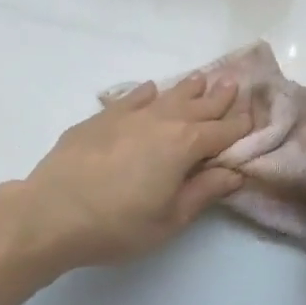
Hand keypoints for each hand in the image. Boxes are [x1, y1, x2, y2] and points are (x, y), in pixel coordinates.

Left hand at [13, 74, 253, 271]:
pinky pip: (131, 98)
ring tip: (201, 79)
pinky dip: (146, 93)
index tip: (254, 118)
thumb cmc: (117, 226)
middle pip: (197, 107)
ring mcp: (127, 116)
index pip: (221, 133)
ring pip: (166, 96)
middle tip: (234, 84)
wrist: (51, 213)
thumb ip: (203, 193)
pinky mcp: (99, 119)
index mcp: (184, 146)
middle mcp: (160, 122)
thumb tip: (235, 174)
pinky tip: (151, 89)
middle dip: (219, 98)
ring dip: (187, 89)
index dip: (240, 127)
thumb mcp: (169, 220)